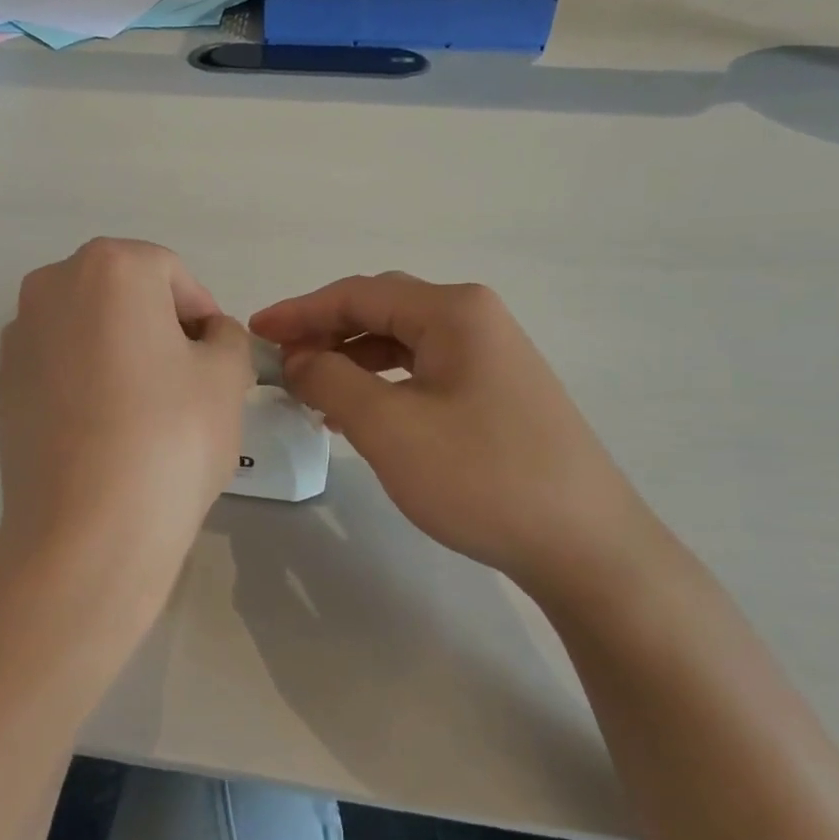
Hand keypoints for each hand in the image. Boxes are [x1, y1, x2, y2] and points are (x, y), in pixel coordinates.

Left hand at [0, 239, 252, 633]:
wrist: (86, 529)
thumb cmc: (170, 436)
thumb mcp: (225, 377)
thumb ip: (226, 338)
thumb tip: (208, 337)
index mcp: (109, 267)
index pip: (171, 273)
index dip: (202, 314)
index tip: (218, 358)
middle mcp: (52, 286)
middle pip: (124, 295)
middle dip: (160, 327)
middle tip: (188, 381)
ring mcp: (19, 336)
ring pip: (88, 329)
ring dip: (121, 352)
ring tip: (147, 409)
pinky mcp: (2, 385)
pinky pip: (60, 366)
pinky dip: (87, 381)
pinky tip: (106, 429)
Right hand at [251, 274, 655, 594]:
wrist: (584, 545)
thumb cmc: (481, 476)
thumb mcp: (388, 426)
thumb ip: (330, 380)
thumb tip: (298, 359)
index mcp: (453, 311)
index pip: (357, 294)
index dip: (299, 311)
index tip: (254, 332)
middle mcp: (475, 319)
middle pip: (380, 310)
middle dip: (324, 332)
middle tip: (279, 360)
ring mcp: (491, 356)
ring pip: (401, 343)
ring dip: (350, 359)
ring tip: (310, 390)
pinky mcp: (496, 392)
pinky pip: (422, 372)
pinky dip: (381, 384)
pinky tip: (357, 414)